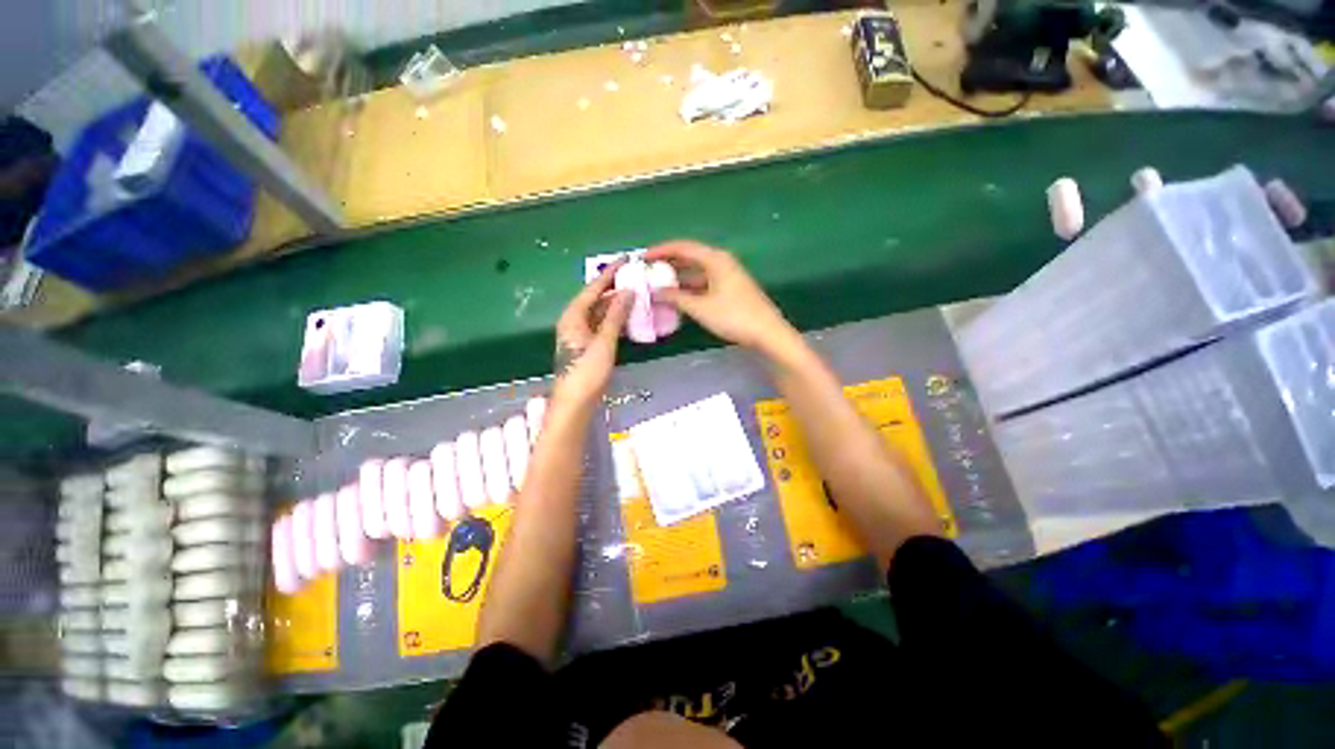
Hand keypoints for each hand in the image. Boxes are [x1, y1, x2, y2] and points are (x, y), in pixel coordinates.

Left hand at [552, 262, 631, 407]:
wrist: (575, 402)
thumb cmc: (587, 371)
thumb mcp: (604, 341)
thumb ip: (615, 316)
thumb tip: (627, 291)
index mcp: (573, 316)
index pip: (593, 288)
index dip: (610, 274)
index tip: (625, 260)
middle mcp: (573, 321)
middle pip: (595, 299)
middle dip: (614, 289)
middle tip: (635, 278)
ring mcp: (579, 334)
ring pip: (599, 313)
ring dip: (615, 305)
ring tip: (636, 295)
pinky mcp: (586, 346)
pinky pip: (601, 325)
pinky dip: (614, 320)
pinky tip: (628, 318)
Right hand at [644, 241, 793, 350]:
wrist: (767, 333)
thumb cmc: (733, 316)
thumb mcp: (700, 307)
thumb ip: (676, 297)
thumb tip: (655, 291)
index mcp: (715, 259)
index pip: (683, 247)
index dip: (661, 250)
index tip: (643, 257)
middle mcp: (721, 262)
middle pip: (690, 257)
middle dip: (668, 263)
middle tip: (648, 271)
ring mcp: (727, 276)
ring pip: (697, 271)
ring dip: (678, 277)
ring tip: (658, 284)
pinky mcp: (730, 289)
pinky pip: (704, 283)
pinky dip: (689, 288)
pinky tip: (678, 297)